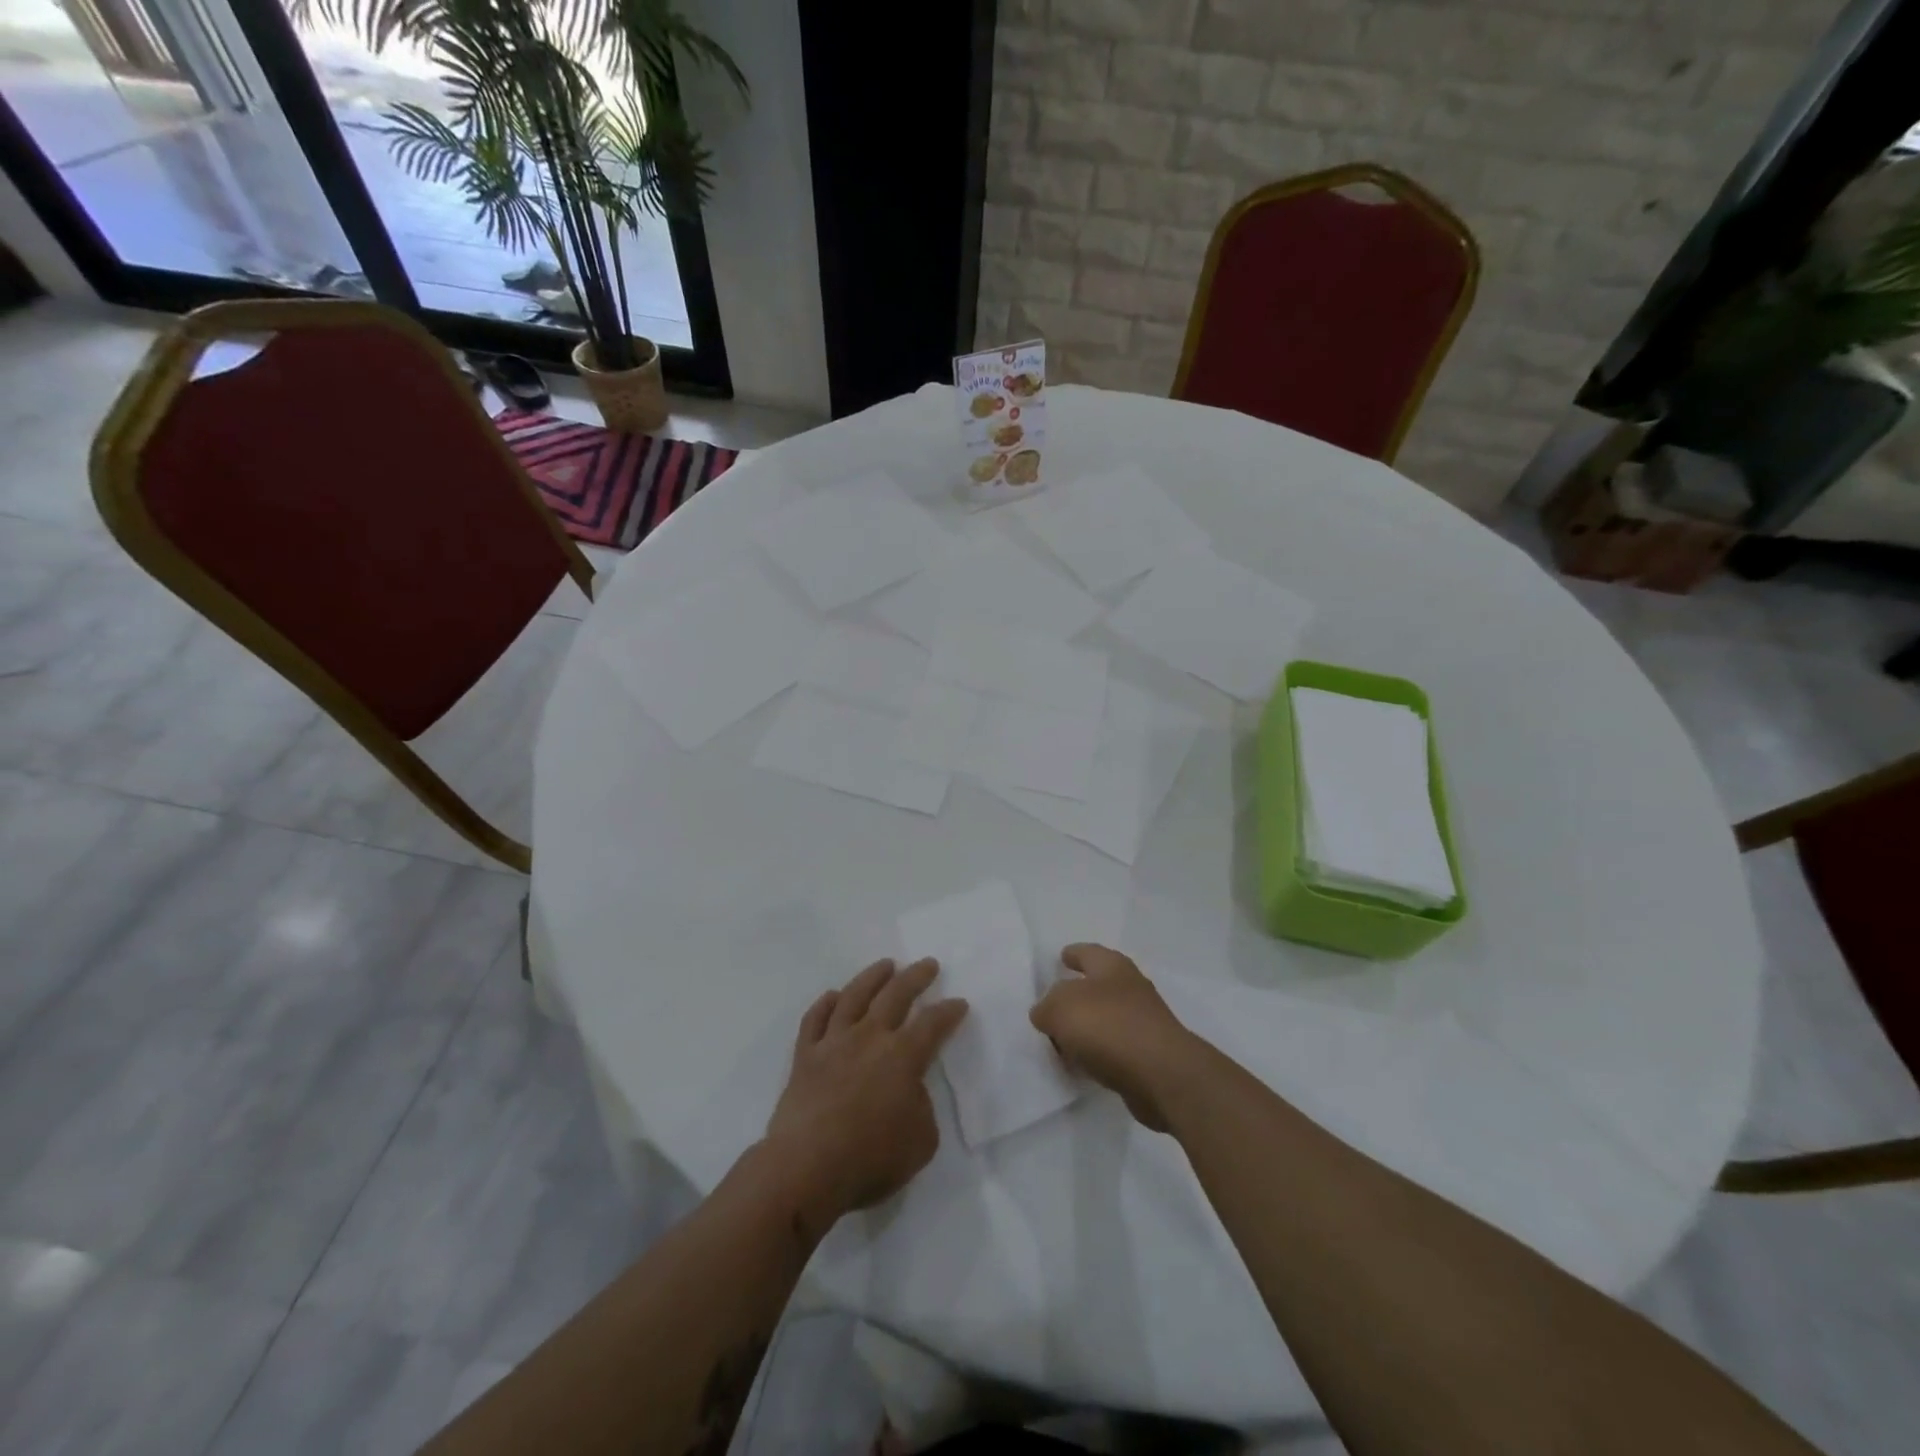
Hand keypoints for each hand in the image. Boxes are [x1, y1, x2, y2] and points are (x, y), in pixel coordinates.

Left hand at [762, 958, 968, 1236]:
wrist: (806, 1169)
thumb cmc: (870, 1160)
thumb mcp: (921, 1141)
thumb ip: (922, 1107)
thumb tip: (909, 1090)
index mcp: (902, 1056)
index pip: (933, 1024)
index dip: (949, 1011)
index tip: (959, 1002)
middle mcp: (869, 1037)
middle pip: (896, 995)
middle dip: (915, 977)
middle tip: (928, 964)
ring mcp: (833, 1043)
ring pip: (854, 996)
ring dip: (873, 977)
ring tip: (885, 965)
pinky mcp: (805, 1056)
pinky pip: (815, 1020)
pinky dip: (825, 1003)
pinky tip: (833, 996)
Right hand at [1030, 944, 1199, 1132]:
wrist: (1162, 1074)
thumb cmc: (1108, 1026)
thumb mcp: (1060, 1008)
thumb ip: (1046, 1007)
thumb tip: (1046, 1013)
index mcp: (1112, 966)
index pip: (1087, 952)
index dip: (1073, 953)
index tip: (1061, 956)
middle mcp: (1131, 987)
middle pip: (1098, 985)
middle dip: (1077, 993)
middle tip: (1053, 1003)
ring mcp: (1143, 1021)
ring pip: (1106, 1018)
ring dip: (1087, 1027)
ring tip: (1062, 1039)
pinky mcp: (1148, 1054)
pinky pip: (1114, 1047)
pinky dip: (1098, 1052)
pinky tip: (1083, 1064)